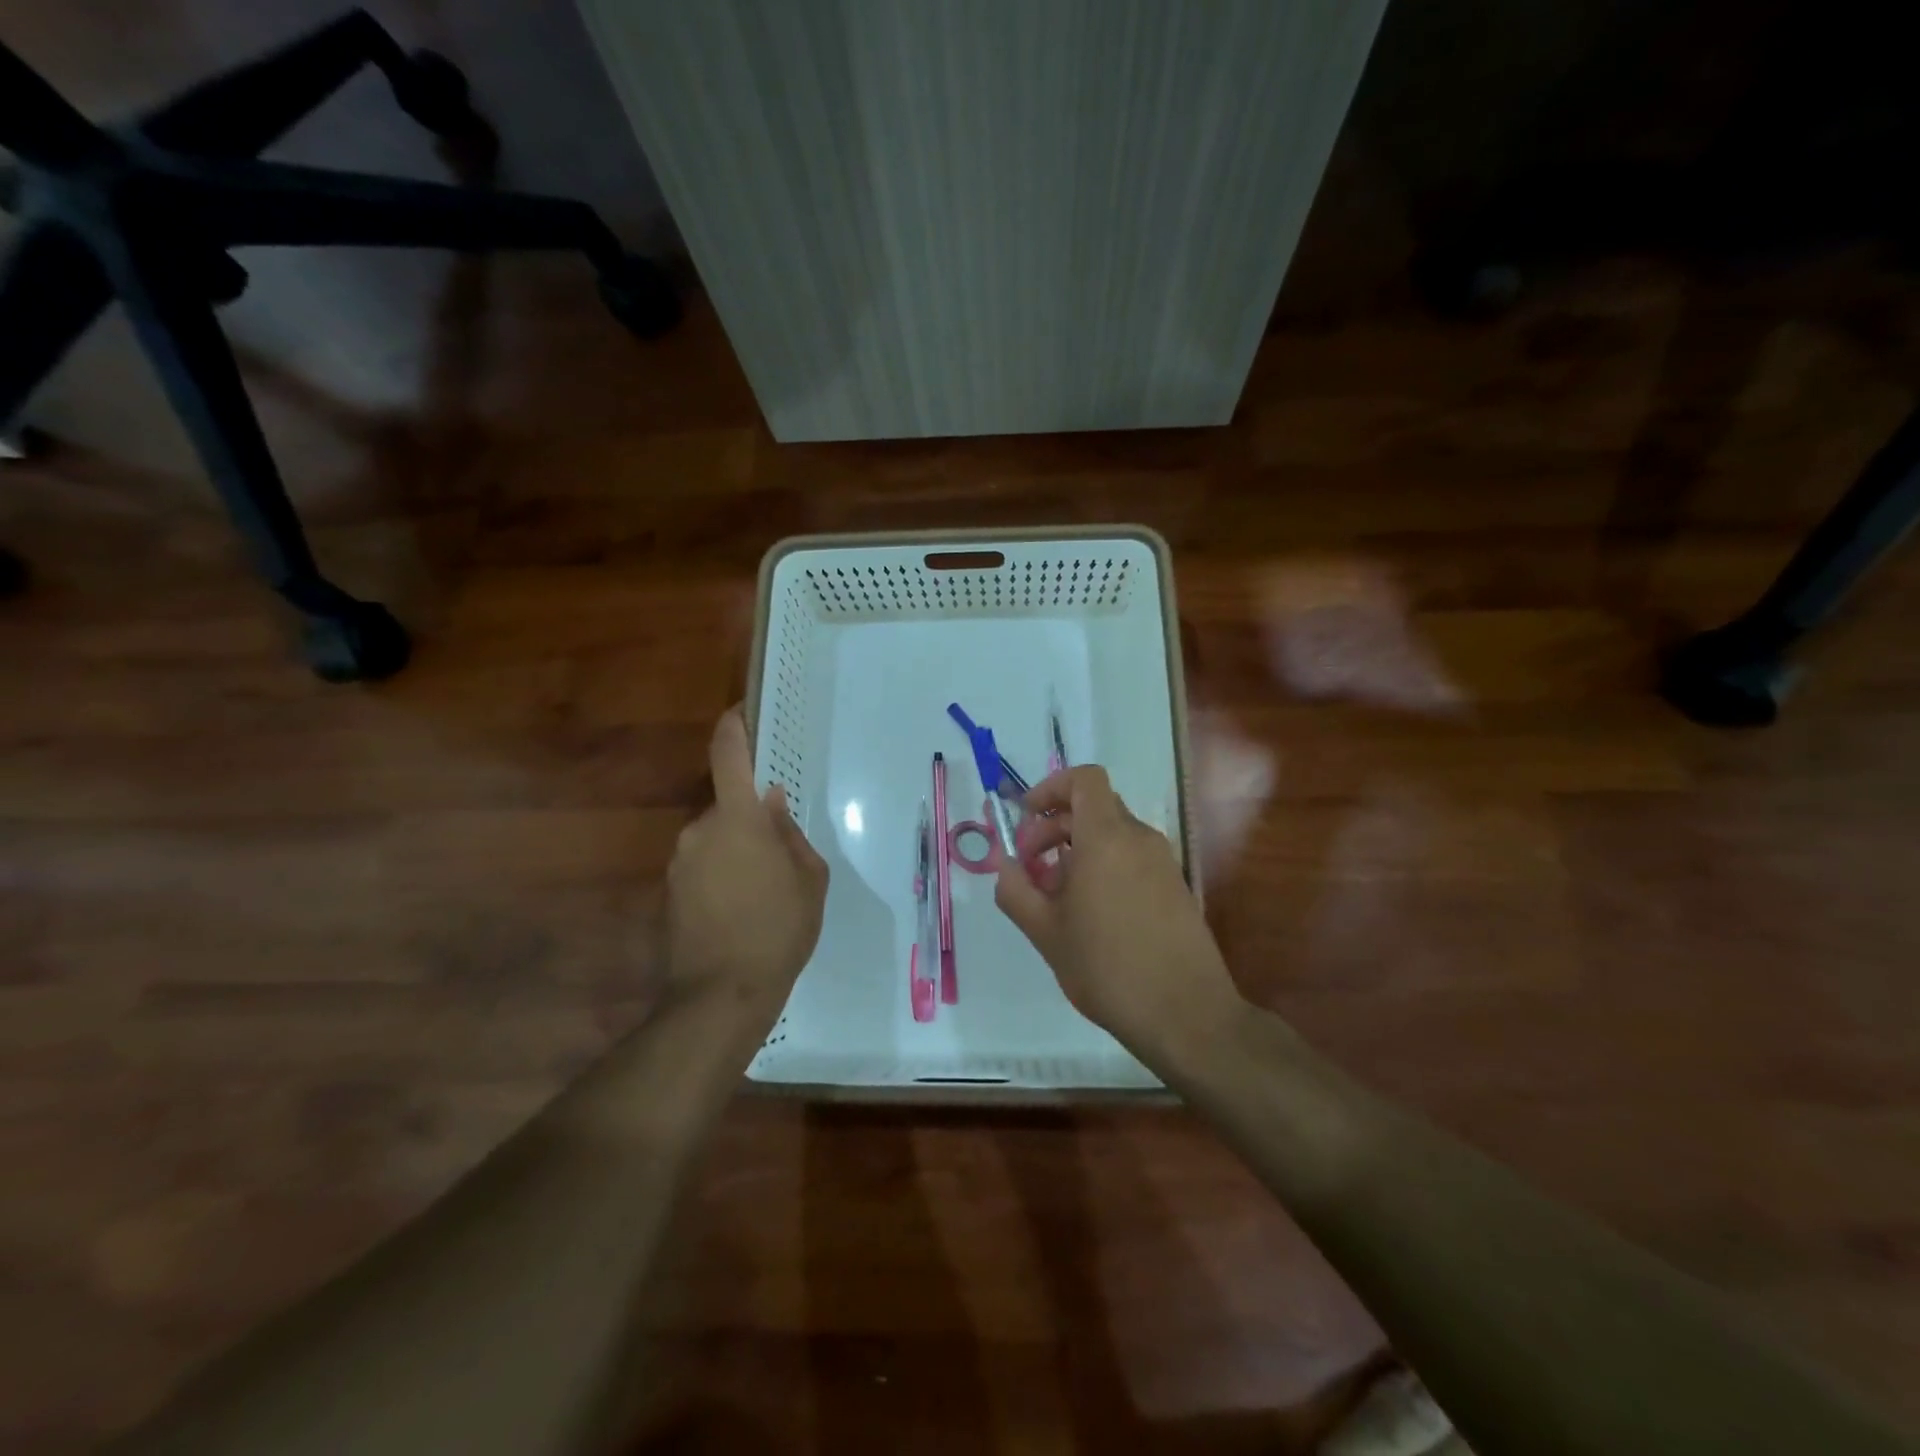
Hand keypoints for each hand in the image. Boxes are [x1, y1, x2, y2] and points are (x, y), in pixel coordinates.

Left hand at [667, 708, 828, 1017]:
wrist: (722, 995)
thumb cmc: (779, 930)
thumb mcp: (809, 880)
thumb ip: (790, 834)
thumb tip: (773, 805)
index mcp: (738, 820)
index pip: (729, 757)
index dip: (733, 728)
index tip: (740, 712)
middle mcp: (700, 831)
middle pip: (728, 807)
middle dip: (751, 821)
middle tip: (780, 857)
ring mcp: (679, 862)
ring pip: (715, 839)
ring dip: (736, 852)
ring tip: (762, 894)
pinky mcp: (669, 891)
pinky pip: (701, 866)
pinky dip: (720, 876)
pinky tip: (739, 912)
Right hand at [996, 766, 1241, 1054]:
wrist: (1186, 1014)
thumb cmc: (1107, 968)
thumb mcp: (1045, 932)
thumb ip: (1015, 890)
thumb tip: (1003, 864)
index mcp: (1106, 838)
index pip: (1084, 779)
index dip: (1051, 788)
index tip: (1025, 818)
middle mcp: (1139, 839)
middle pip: (1093, 806)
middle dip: (1053, 826)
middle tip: (1029, 866)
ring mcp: (1162, 862)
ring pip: (1112, 834)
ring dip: (1076, 849)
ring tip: (1054, 896)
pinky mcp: (1174, 886)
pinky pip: (1131, 857)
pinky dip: (1103, 866)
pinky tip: (1089, 913)